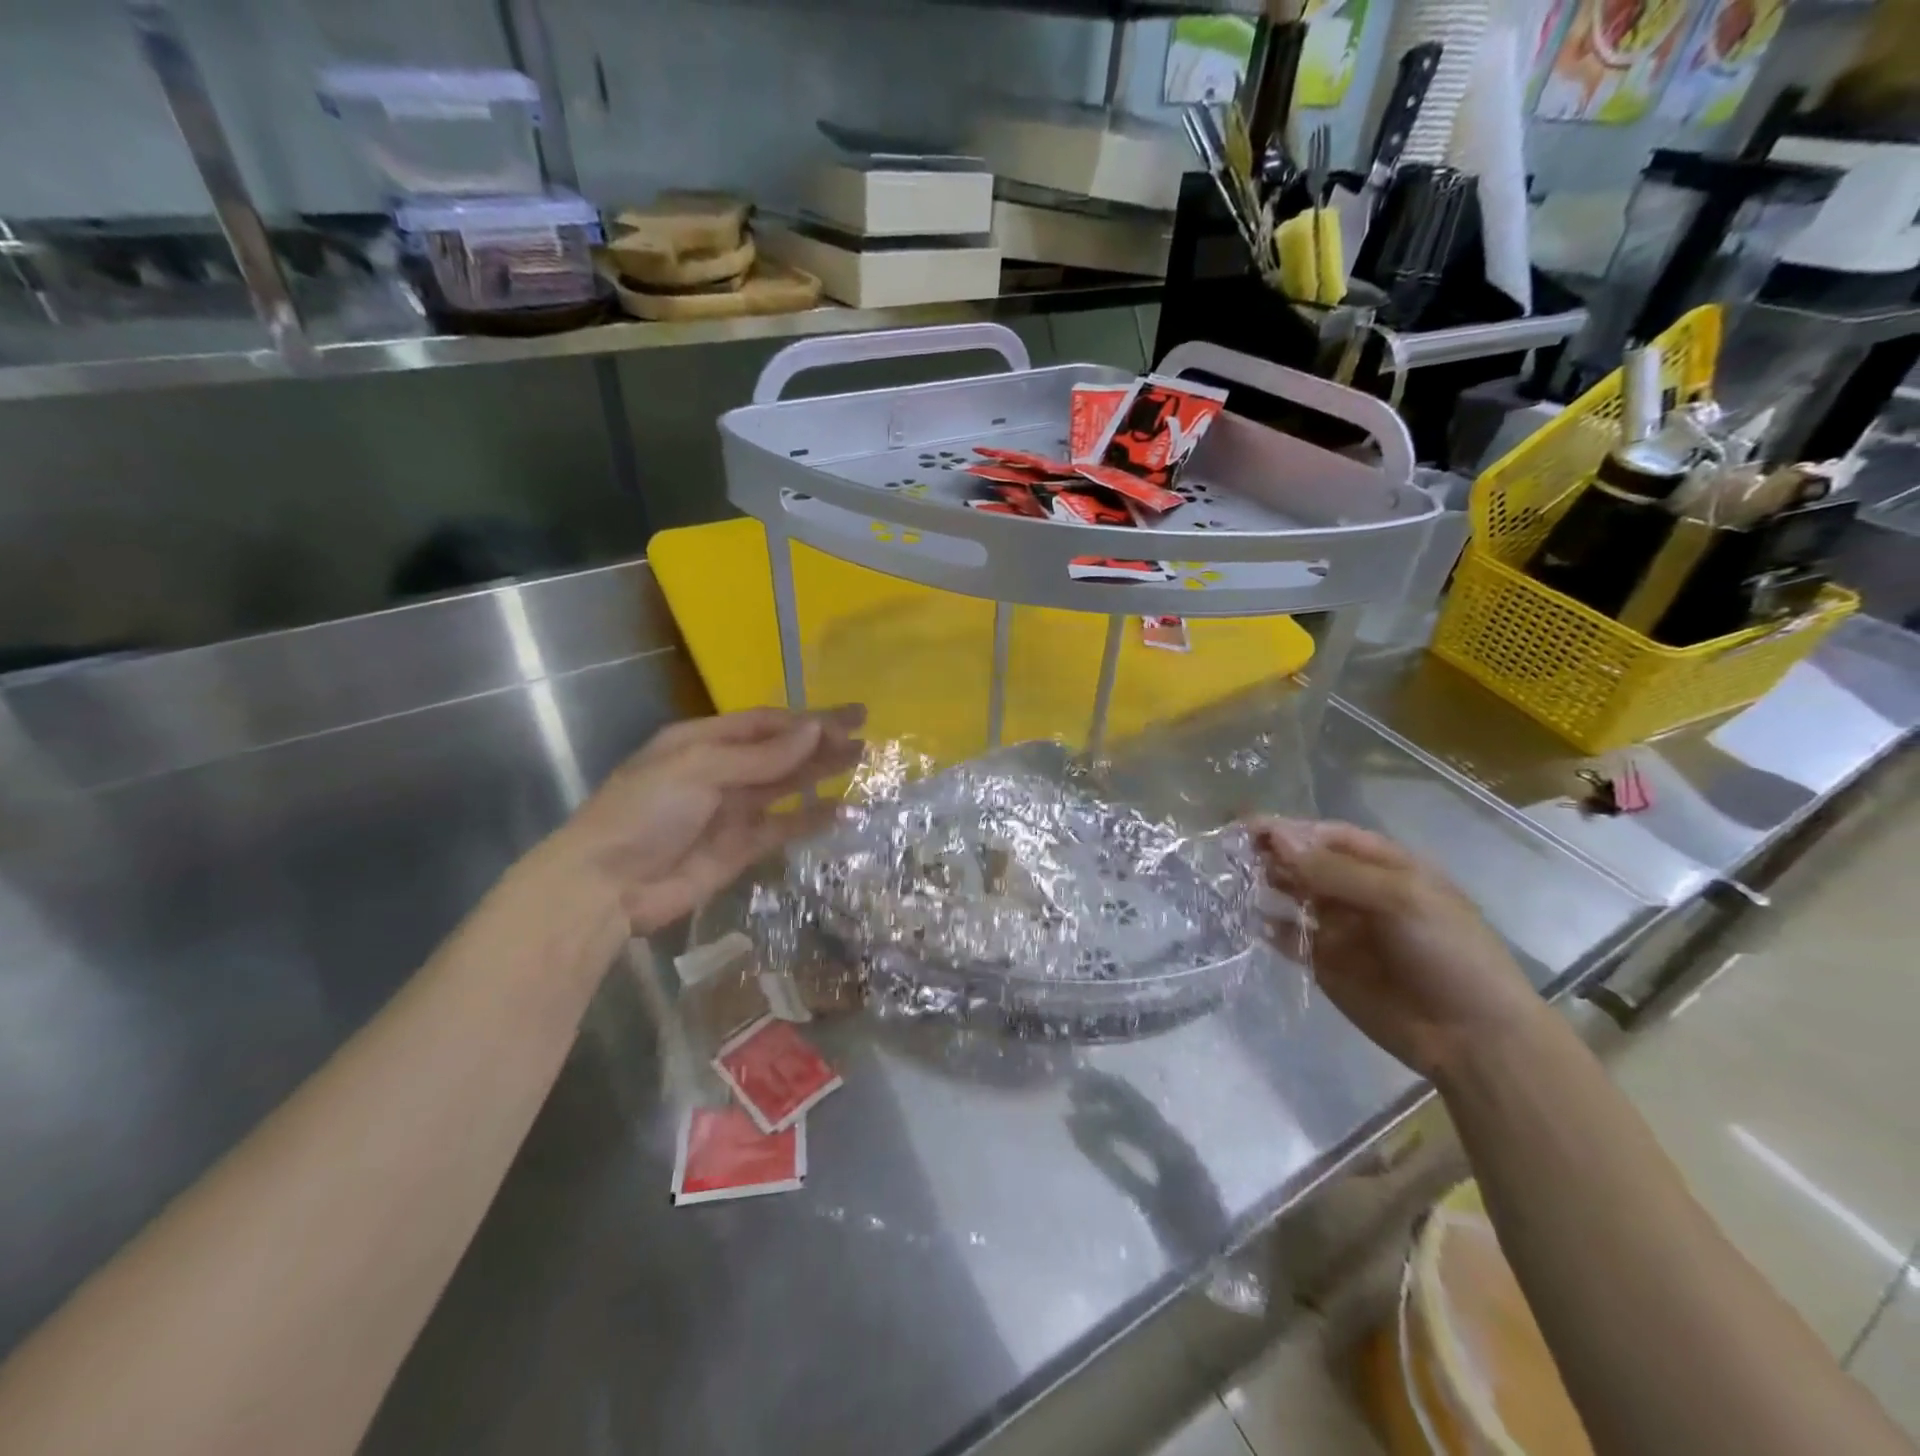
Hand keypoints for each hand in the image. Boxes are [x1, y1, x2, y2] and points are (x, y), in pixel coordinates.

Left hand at [559, 706, 864, 933]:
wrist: (607, 886)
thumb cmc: (644, 812)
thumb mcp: (698, 770)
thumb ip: (761, 756)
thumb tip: (815, 731)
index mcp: (703, 741)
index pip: (766, 723)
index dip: (809, 719)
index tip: (851, 718)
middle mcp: (721, 770)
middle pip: (781, 752)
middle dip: (823, 742)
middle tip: (867, 737)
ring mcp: (732, 810)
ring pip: (787, 786)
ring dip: (822, 774)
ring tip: (863, 764)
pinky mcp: (741, 847)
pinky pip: (784, 827)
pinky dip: (812, 819)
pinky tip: (843, 811)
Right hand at [1248, 818, 1546, 1079]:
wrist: (1473, 1038)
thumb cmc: (1449, 954)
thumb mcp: (1400, 899)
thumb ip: (1335, 870)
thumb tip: (1277, 839)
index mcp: (1386, 867)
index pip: (1328, 836)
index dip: (1290, 829)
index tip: (1248, 827)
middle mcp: (1358, 892)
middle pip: (1306, 862)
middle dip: (1273, 853)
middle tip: (1234, 853)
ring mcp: (1339, 928)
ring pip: (1292, 895)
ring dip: (1266, 885)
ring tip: (1236, 882)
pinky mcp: (1324, 963)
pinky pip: (1288, 938)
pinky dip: (1267, 927)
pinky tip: (1248, 920)